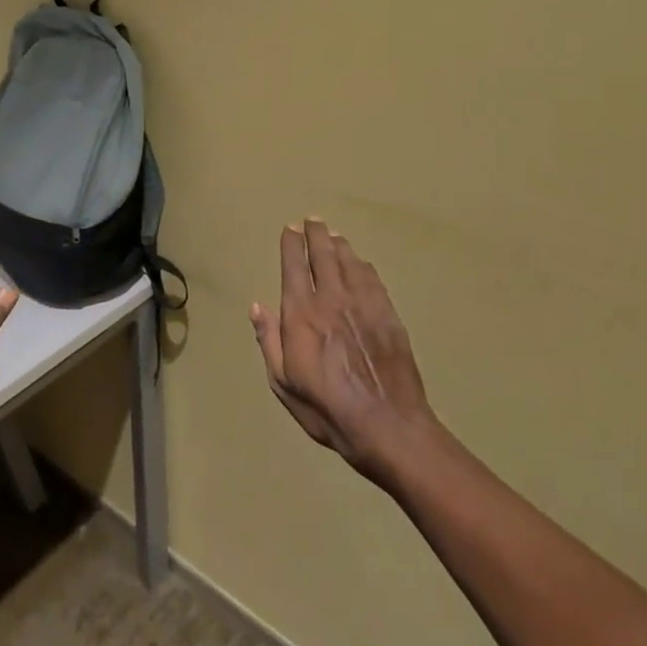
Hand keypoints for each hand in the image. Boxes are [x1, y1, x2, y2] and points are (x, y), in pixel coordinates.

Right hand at [251, 219, 434, 484]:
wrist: (387, 424)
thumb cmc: (327, 409)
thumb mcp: (283, 382)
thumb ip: (269, 341)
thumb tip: (257, 307)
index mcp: (302, 315)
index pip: (294, 267)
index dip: (291, 245)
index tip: (290, 230)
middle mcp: (332, 300)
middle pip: (324, 256)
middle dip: (317, 235)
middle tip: (313, 221)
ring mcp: (364, 305)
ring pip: (350, 263)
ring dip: (340, 246)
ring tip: (334, 236)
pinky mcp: (388, 315)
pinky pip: (373, 279)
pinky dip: (362, 266)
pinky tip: (360, 264)